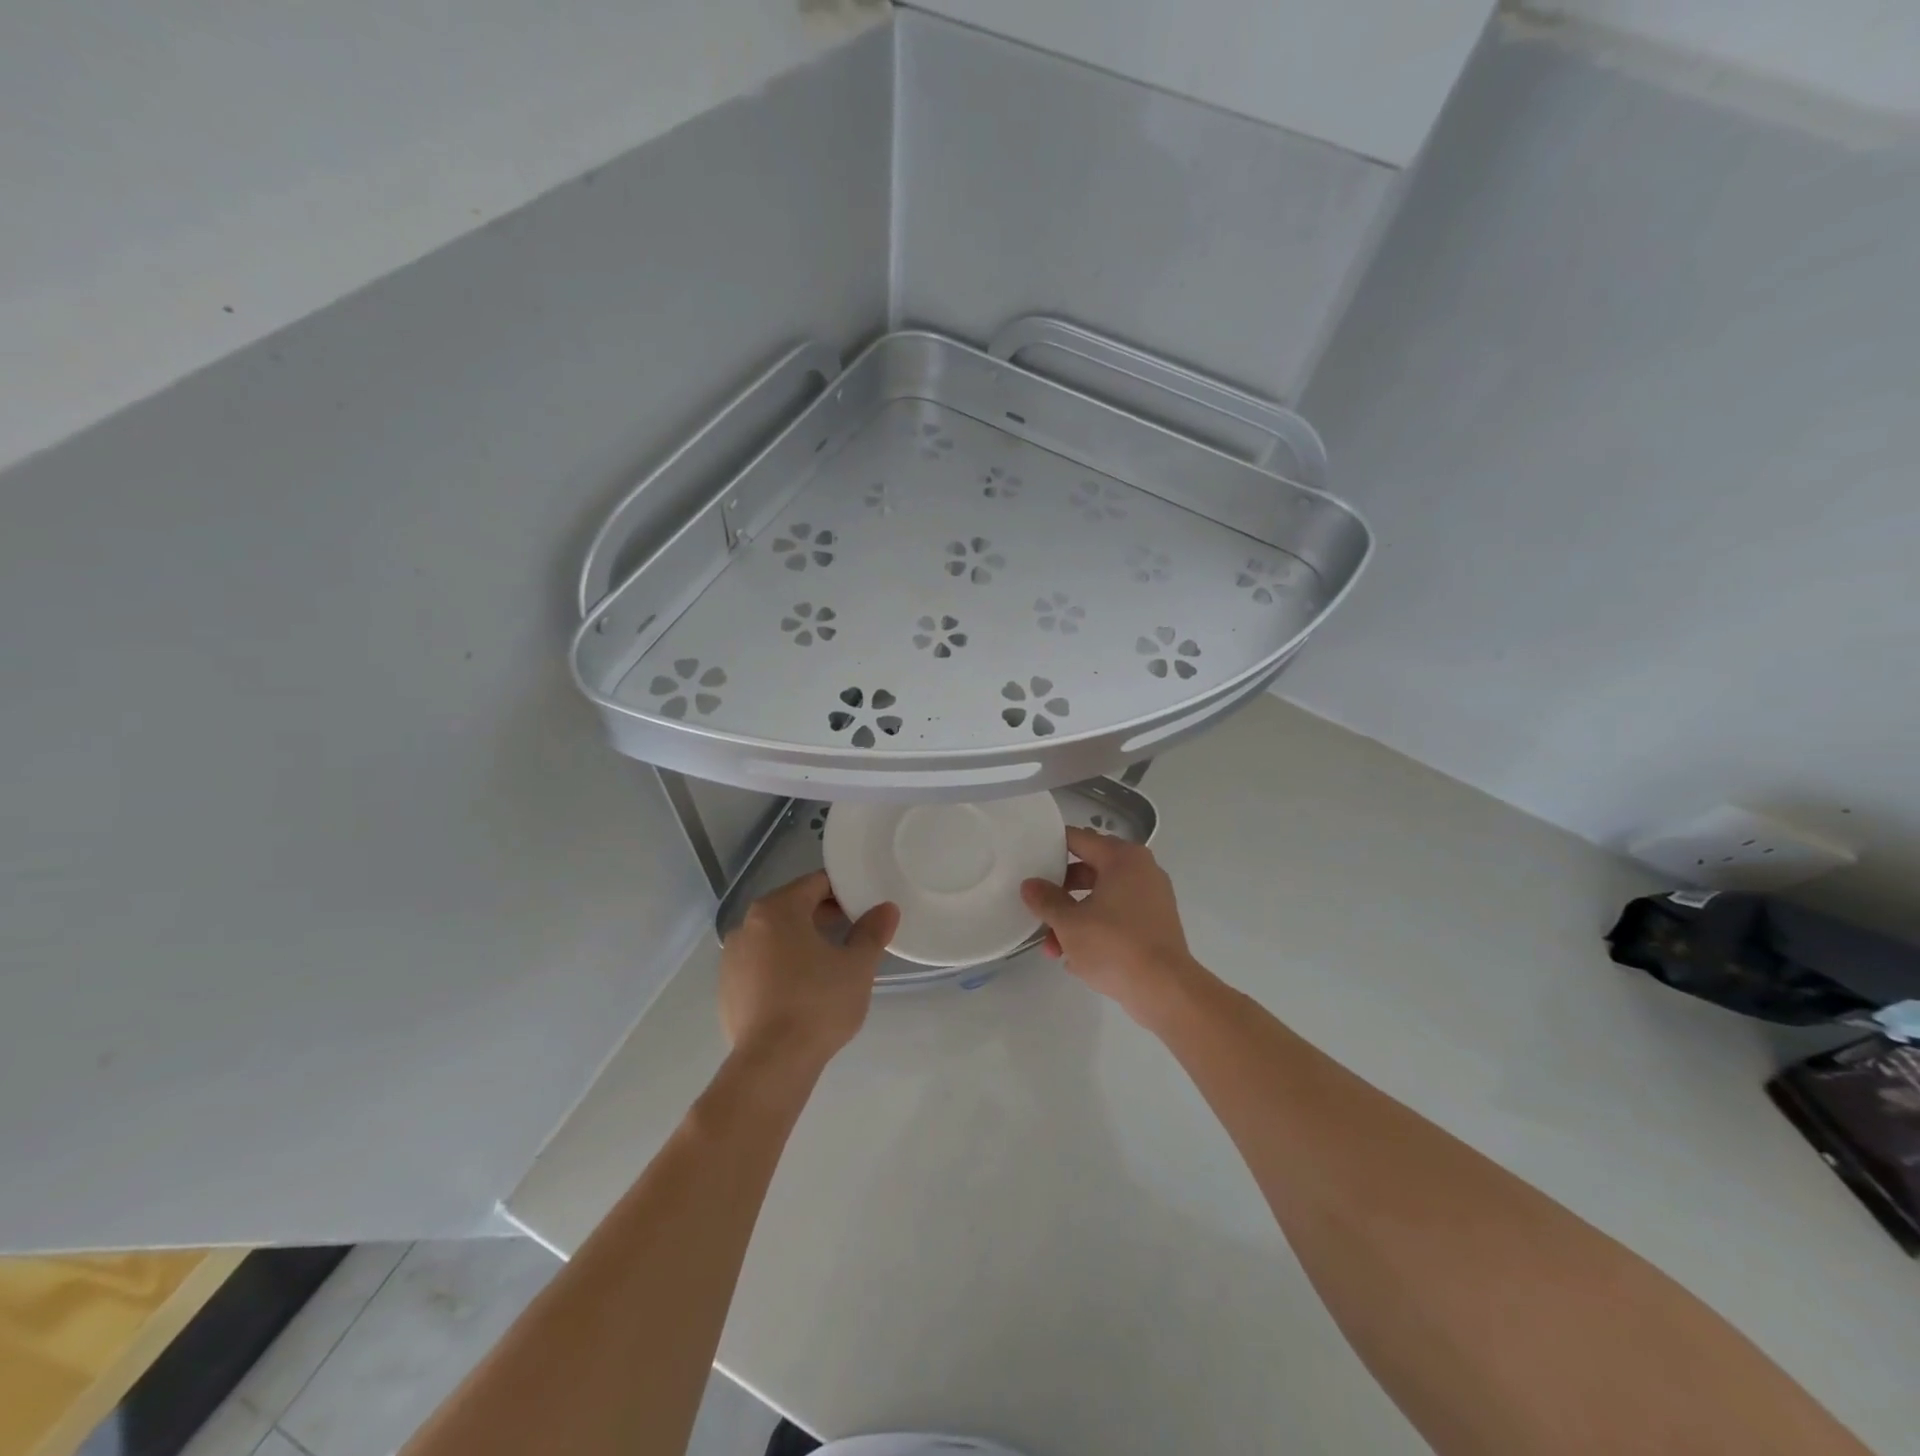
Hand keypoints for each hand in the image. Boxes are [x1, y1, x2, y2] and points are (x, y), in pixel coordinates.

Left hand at [719, 870, 897, 1073]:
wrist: (771, 1064)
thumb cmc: (818, 1003)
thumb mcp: (857, 966)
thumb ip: (872, 932)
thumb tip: (886, 909)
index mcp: (777, 909)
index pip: (815, 884)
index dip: (842, 891)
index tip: (863, 905)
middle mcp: (747, 925)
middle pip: (792, 907)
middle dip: (822, 915)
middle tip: (853, 930)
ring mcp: (731, 958)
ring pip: (774, 937)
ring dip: (800, 940)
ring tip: (830, 961)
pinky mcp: (727, 989)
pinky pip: (760, 964)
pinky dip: (781, 966)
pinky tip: (802, 989)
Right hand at [1022, 828, 1206, 1025]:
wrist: (1165, 990)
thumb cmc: (1114, 946)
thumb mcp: (1069, 923)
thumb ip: (1046, 900)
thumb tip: (1030, 885)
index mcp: (1122, 858)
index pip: (1078, 839)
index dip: (1051, 847)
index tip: (1029, 860)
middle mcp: (1141, 870)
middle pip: (1089, 870)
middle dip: (1061, 894)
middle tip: (1039, 908)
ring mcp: (1152, 898)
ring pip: (1102, 899)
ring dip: (1075, 919)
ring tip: (1053, 948)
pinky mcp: (1155, 925)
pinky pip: (1118, 917)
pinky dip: (1096, 930)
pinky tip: (1076, 959)